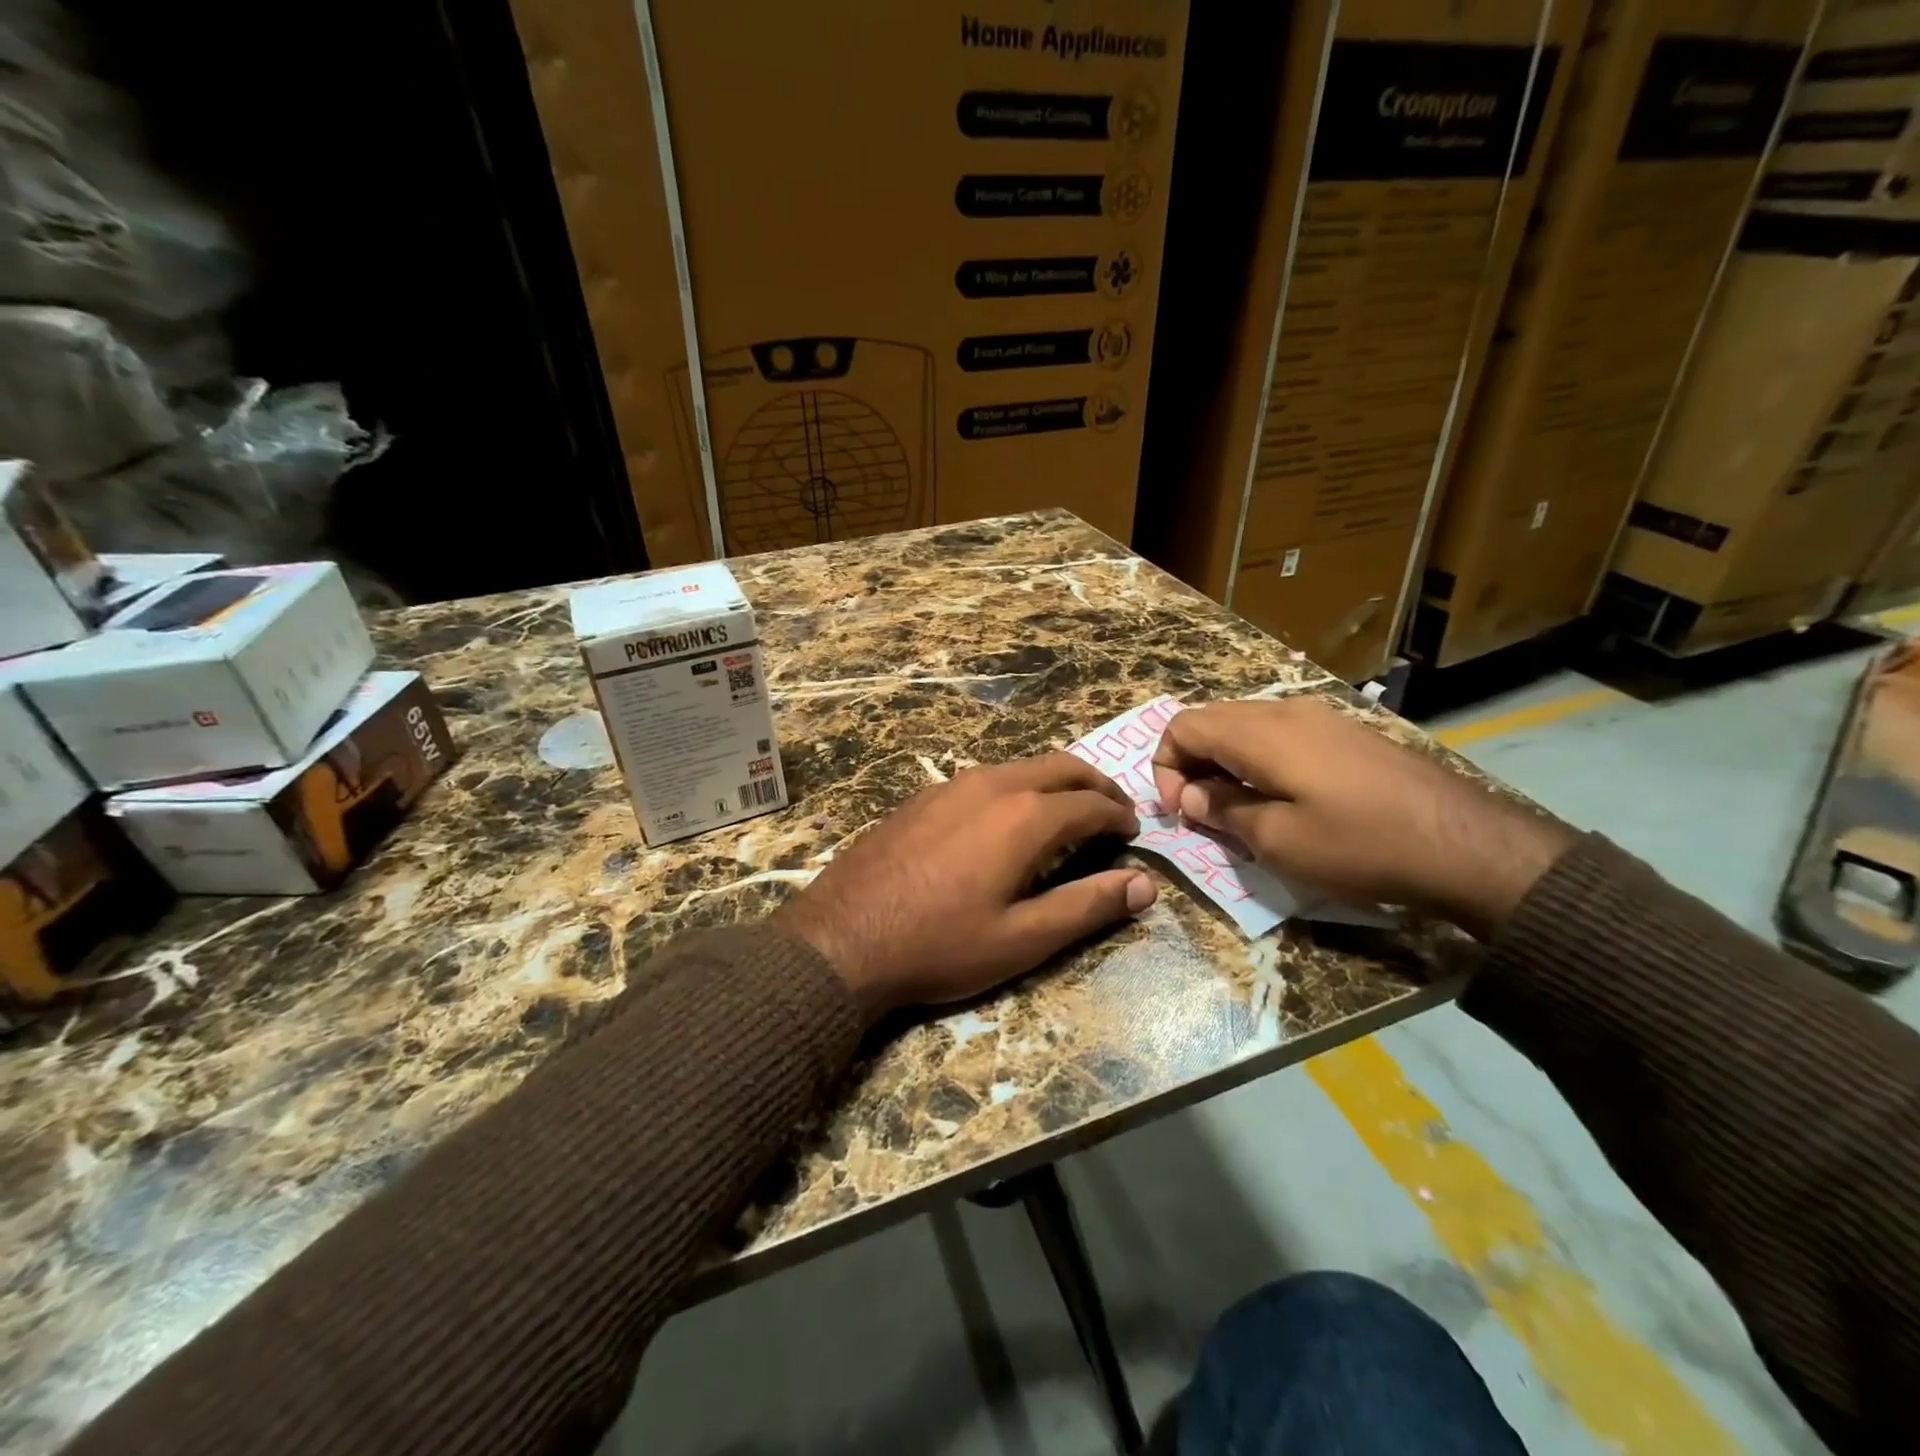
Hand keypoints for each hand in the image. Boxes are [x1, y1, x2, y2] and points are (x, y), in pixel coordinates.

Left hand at [775, 754, 1156, 1019]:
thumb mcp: (1022, 938)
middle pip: (1059, 766)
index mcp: (1024, 816)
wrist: (842, 938)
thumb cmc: (940, 945)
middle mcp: (992, 784)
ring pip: (1020, 767)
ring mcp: (951, 785)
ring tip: (1068, 813)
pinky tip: (1007, 820)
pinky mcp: (923, 796)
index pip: (1091, 803)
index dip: (1119, 815)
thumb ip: (1087, 906)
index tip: (1134, 832)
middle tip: (1113, 810)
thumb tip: (1145, 885)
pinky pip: (985, 778)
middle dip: (1094, 784)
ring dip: (1054, 782)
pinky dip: (1016, 788)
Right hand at [1150, 697, 1572, 939]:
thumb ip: (1222, 809)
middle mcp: (1284, 711)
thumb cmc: (1359, 844)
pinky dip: (1257, 761)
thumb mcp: (1277, 840)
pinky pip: (1278, 735)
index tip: (1180, 811)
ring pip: (1244, 726)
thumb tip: (1191, 794)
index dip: (1164, 766)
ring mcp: (1319, 717)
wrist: (1466, 844)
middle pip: (1211, 720)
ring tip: (1237, 809)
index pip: (1183, 726)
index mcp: (1259, 732)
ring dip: (1224, 763)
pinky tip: (1279, 798)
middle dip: (1190, 764)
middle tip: (1201, 812)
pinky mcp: (1344, 733)